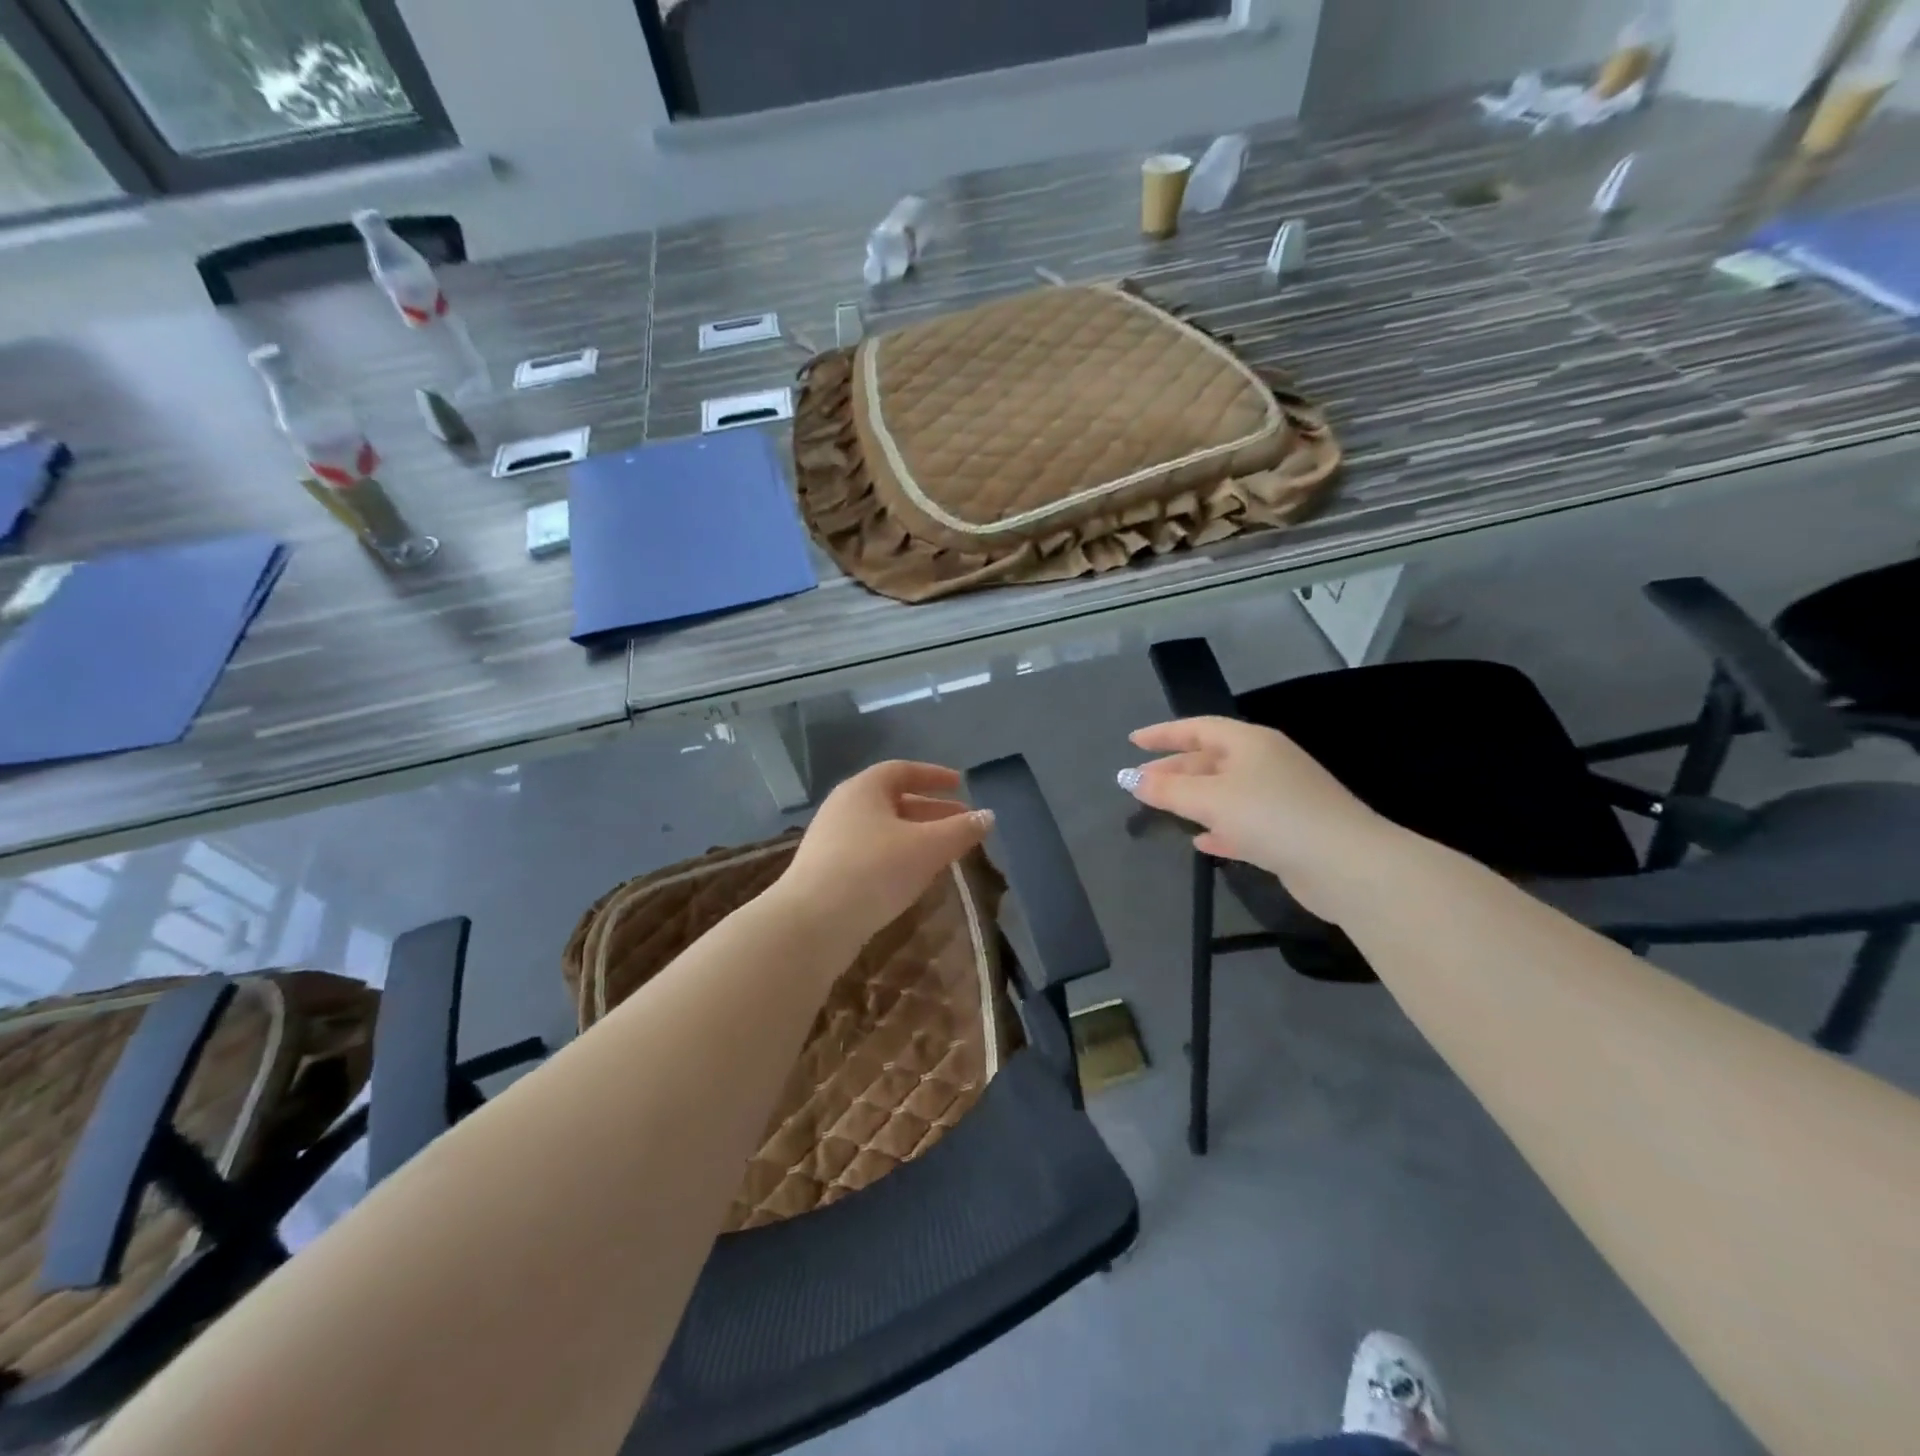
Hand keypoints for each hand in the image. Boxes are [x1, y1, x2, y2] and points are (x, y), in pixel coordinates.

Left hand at [772, 761, 993, 951]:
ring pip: (883, 829)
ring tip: (944, 851)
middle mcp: (844, 807)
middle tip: (962, 821)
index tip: (960, 784)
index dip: (934, 776)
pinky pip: (870, 852)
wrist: (812, 923)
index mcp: (864, 789)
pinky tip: (913, 876)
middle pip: (894, 800)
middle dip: (931, 810)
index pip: (902, 770)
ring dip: (916, 835)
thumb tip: (988, 816)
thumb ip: (961, 830)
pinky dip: (897, 855)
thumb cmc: (874, 870)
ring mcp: (831, 840)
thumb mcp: (927, 847)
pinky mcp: (826, 871)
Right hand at [1124, 716, 1397, 920]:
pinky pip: (1243, 821)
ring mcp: (1281, 796)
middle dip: (1174, 769)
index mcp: (1250, 743)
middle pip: (1210, 759)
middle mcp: (1266, 762)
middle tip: (1139, 782)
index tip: (1132, 742)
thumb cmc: (1271, 816)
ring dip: (1193, 799)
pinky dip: (1219, 827)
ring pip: (1225, 792)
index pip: (1198, 727)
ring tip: (1162, 809)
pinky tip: (1202, 841)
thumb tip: (1129, 778)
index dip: (1163, 733)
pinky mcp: (1289, 830)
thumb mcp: (1210, 799)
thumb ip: (1167, 789)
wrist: (1345, 864)